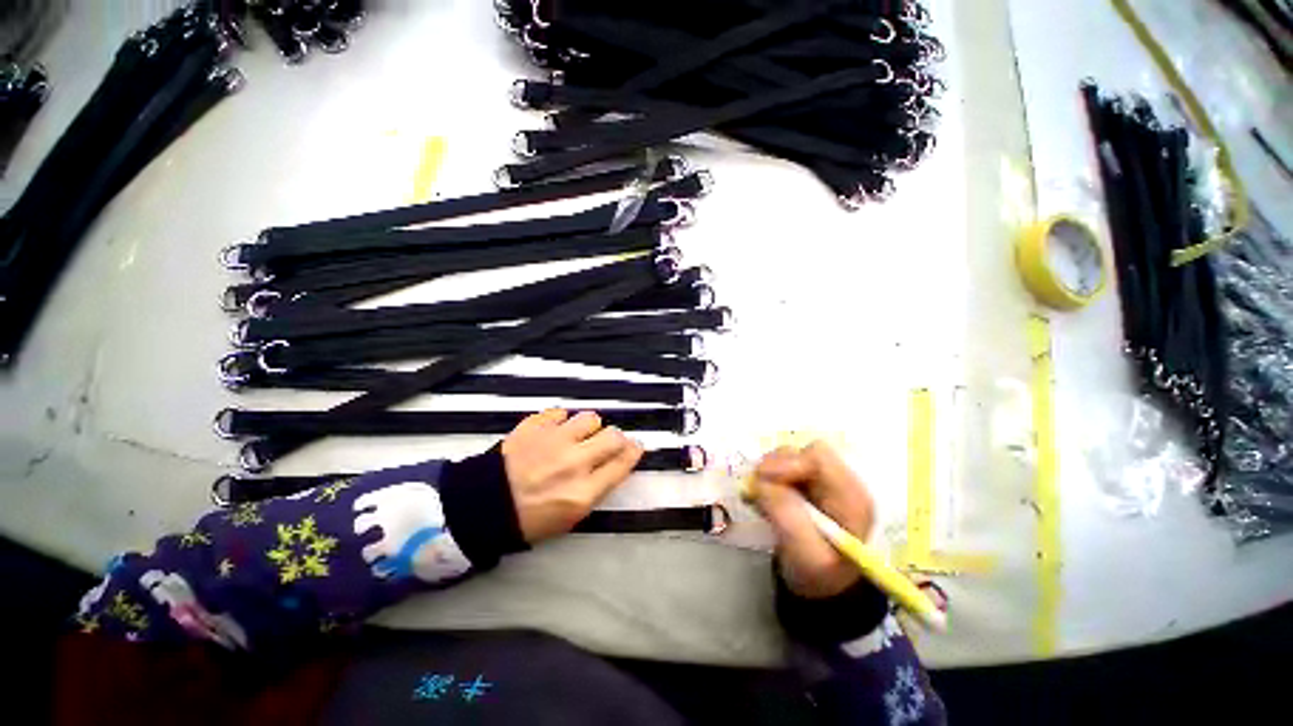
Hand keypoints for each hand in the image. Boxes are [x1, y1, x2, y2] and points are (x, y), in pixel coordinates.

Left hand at [502, 409, 643, 544]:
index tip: (635, 446)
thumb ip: (597, 487)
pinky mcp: (534, 426)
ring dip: (588, 427)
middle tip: (606, 442)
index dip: (633, 452)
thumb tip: (615, 462)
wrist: (483, 505)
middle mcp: (573, 462)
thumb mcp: (570, 515)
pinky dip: (560, 420)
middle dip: (615, 438)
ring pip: (589, 418)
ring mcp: (553, 441)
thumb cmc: (529, 518)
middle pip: (613, 436)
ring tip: (578, 434)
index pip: (622, 463)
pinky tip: (553, 430)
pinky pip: (559, 412)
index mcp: (583, 492)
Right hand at [751, 442, 874, 598]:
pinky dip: (768, 479)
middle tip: (758, 490)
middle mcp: (839, 481)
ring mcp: (823, 482)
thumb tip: (761, 481)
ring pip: (789, 458)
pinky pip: (782, 469)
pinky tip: (765, 499)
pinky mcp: (808, 484)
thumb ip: (785, 513)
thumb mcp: (804, 552)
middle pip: (801, 453)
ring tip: (762, 499)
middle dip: (775, 468)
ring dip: (769, 474)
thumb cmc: (820, 575)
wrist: (824, 589)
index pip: (819, 456)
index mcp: (851, 496)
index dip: (789, 462)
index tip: (764, 478)